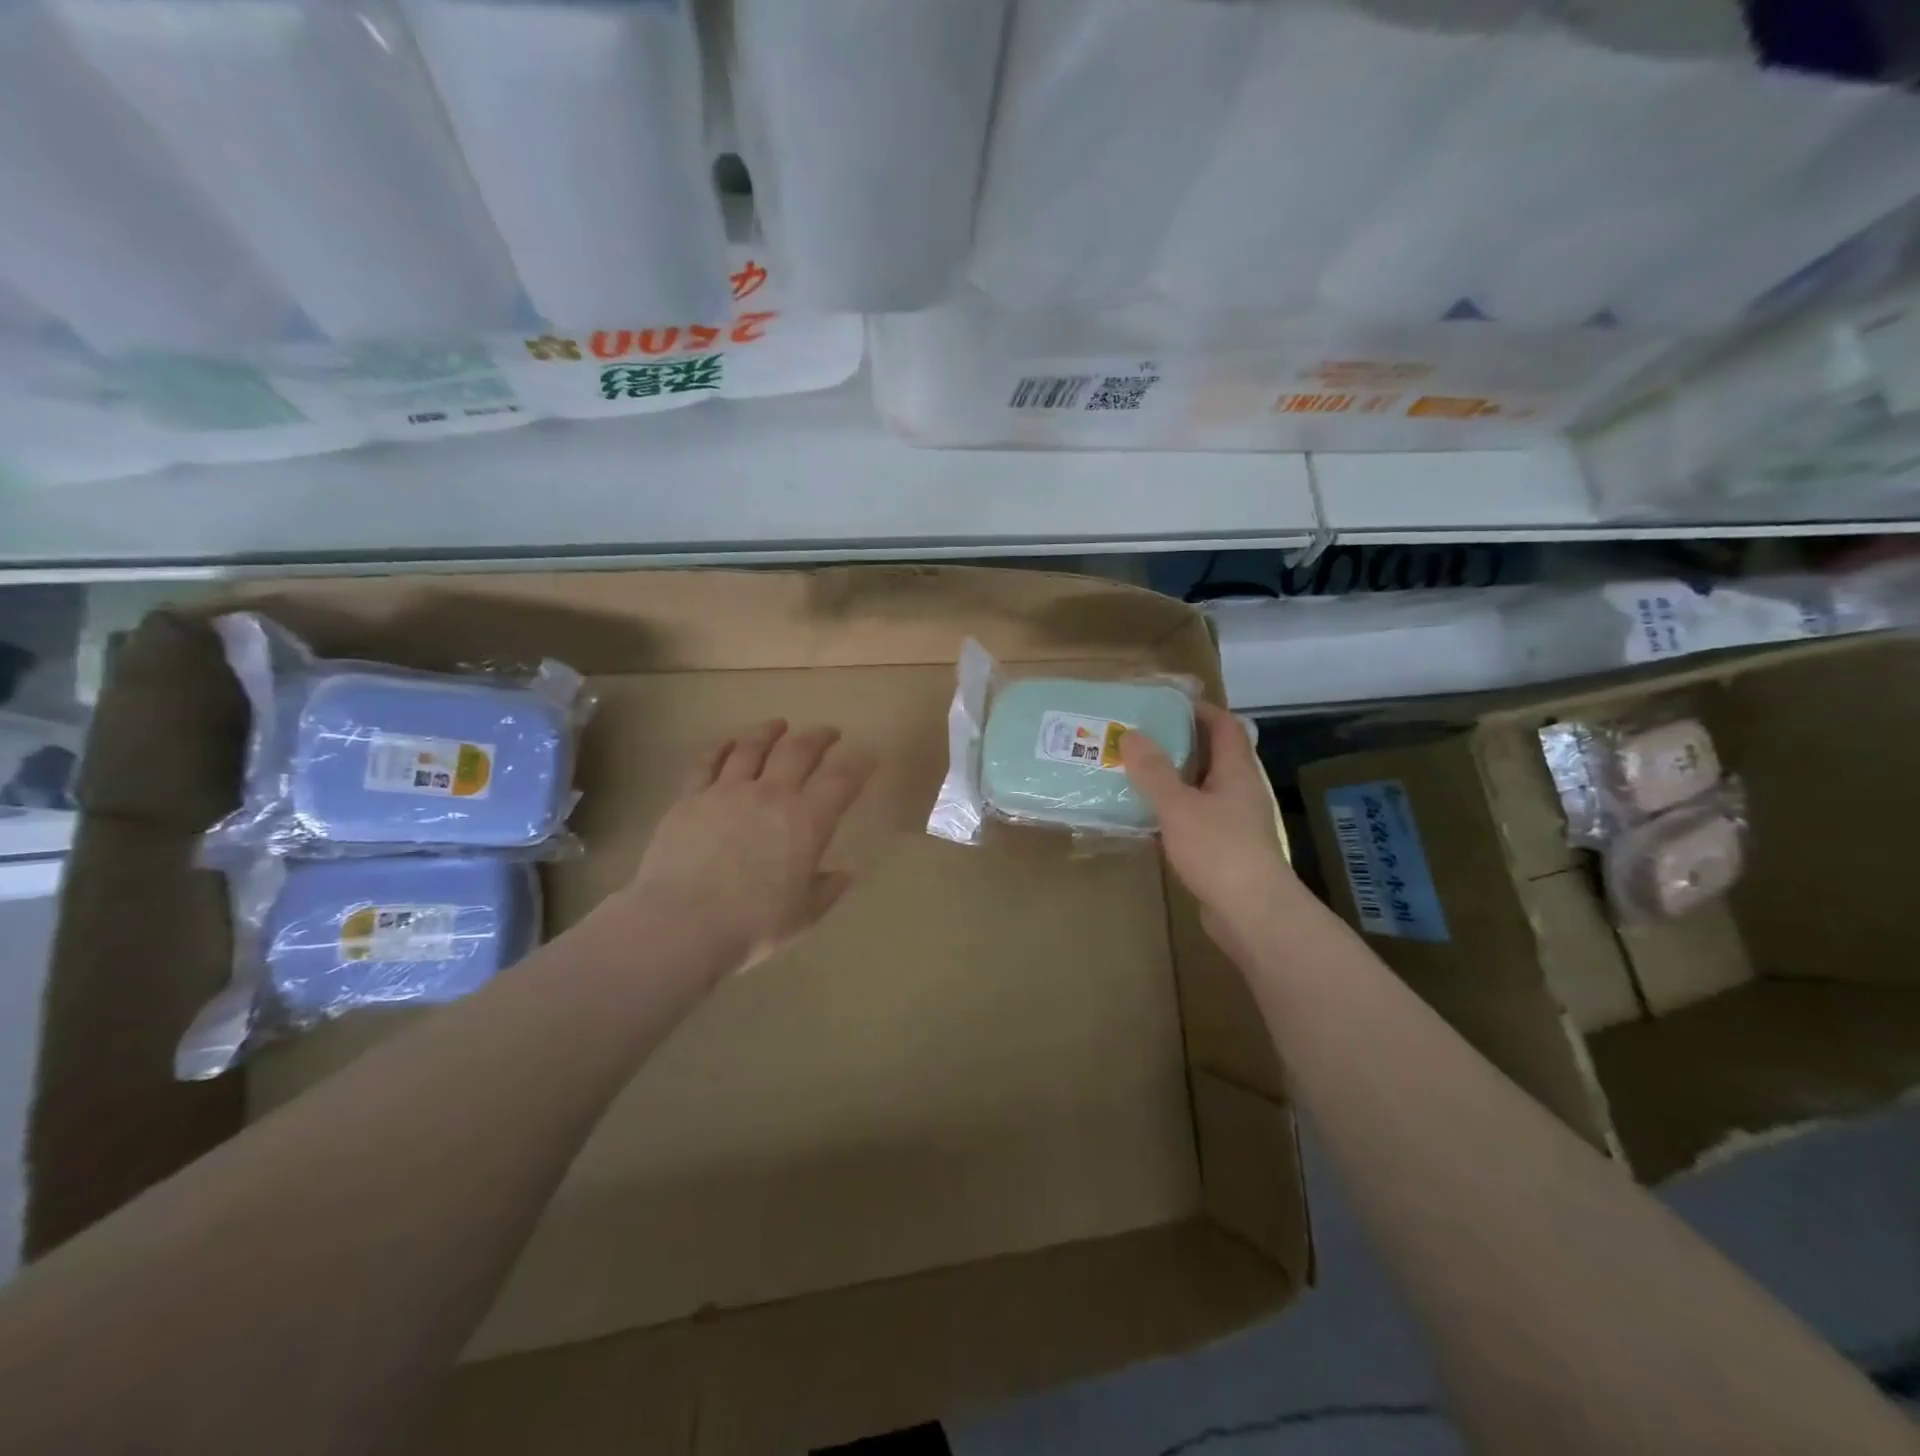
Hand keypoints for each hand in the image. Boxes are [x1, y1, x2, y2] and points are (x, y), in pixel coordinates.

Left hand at [625, 720, 875, 979]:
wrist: (682, 925)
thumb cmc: (752, 925)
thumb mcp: (803, 915)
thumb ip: (827, 890)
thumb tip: (845, 874)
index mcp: (807, 822)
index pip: (842, 780)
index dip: (859, 763)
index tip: (869, 755)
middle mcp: (771, 795)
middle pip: (799, 750)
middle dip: (819, 736)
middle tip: (828, 732)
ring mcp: (727, 791)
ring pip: (752, 747)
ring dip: (769, 731)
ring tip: (778, 725)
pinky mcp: (690, 797)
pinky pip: (706, 761)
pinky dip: (720, 747)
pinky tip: (727, 742)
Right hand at [1121, 702, 1296, 942]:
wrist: (1253, 913)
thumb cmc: (1218, 849)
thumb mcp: (1178, 805)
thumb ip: (1153, 771)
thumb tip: (1131, 734)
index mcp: (1236, 771)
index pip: (1225, 725)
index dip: (1201, 709)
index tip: (1167, 704)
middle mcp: (1241, 791)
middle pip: (1214, 755)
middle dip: (1181, 743)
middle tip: (1141, 738)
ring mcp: (1236, 822)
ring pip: (1204, 788)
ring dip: (1175, 778)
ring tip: (1137, 773)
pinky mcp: (1226, 849)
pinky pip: (1198, 817)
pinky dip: (1175, 809)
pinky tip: (1149, 816)